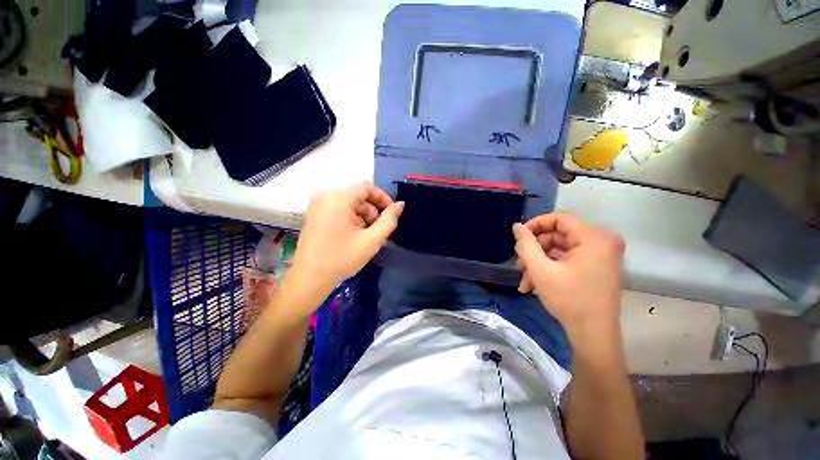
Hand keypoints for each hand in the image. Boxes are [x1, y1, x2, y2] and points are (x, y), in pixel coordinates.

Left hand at [289, 183, 403, 295]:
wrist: (309, 279)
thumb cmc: (342, 258)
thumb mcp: (371, 240)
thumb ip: (389, 220)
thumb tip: (400, 204)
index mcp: (338, 198)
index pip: (367, 187)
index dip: (383, 199)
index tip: (393, 214)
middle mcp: (326, 196)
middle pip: (359, 196)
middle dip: (373, 212)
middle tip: (381, 231)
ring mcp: (318, 206)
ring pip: (351, 204)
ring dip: (364, 218)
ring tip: (369, 238)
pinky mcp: (316, 215)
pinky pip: (340, 210)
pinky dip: (352, 220)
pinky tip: (356, 237)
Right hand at [512, 213, 624, 339]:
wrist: (593, 334)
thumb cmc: (568, 299)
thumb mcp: (540, 269)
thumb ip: (525, 244)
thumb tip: (517, 226)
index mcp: (594, 238)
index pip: (559, 218)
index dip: (535, 225)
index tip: (518, 237)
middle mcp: (602, 241)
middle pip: (558, 235)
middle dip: (535, 250)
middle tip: (519, 264)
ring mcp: (601, 255)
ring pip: (560, 249)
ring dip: (539, 262)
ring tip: (524, 280)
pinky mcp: (597, 266)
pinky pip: (568, 259)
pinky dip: (550, 268)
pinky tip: (533, 284)